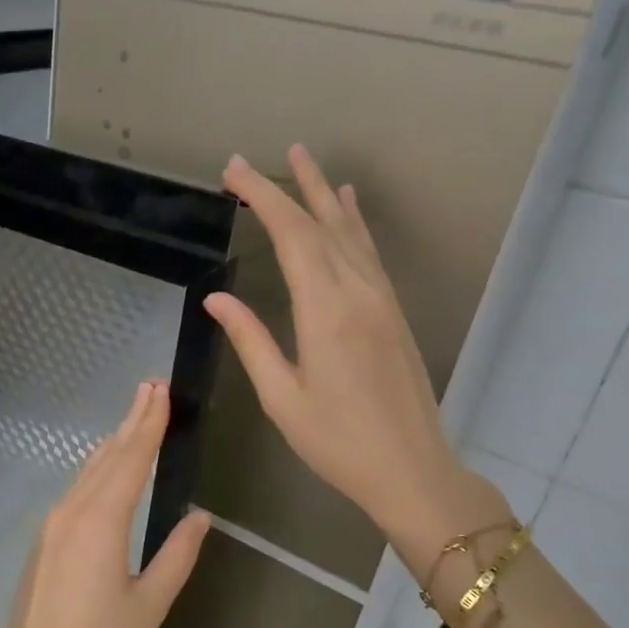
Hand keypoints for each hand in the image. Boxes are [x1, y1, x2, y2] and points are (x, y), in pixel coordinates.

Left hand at [0, 381, 212, 627]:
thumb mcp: (150, 604)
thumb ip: (177, 555)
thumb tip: (198, 516)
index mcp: (101, 522)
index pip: (131, 460)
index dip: (149, 424)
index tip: (160, 391)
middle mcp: (72, 512)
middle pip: (107, 456)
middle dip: (131, 421)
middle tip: (150, 387)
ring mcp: (52, 525)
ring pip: (88, 471)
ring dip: (113, 443)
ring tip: (134, 417)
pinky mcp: (43, 541)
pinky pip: (75, 490)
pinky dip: (97, 469)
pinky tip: (105, 467)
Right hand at [205, 146, 508, 551]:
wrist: (411, 468)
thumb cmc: (337, 442)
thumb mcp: (281, 397)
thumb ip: (250, 340)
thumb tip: (217, 297)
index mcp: (325, 311)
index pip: (291, 235)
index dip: (261, 197)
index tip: (233, 171)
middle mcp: (357, 291)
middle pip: (319, 223)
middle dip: (285, 187)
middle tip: (251, 160)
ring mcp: (381, 298)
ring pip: (349, 231)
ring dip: (323, 193)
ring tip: (303, 159)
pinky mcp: (393, 310)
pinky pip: (369, 252)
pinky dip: (354, 222)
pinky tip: (348, 205)